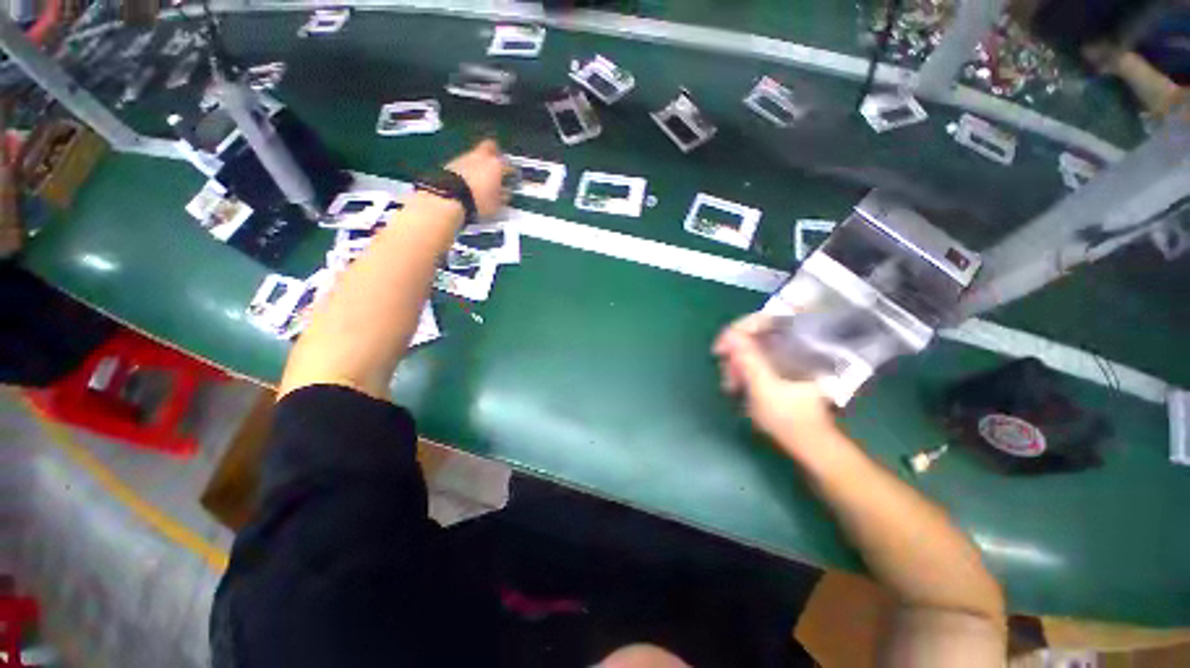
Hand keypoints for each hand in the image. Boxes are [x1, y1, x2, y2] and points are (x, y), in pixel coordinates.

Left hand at [444, 139, 512, 219]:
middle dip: (494, 153)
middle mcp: (481, 157)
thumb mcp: (497, 205)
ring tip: (480, 177)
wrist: (449, 197)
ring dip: (479, 162)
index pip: (508, 165)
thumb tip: (506, 192)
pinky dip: (468, 169)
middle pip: (490, 146)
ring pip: (475, 154)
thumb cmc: (479, 201)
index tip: (511, 178)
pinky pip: (464, 163)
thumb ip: (503, 196)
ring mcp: (465, 157)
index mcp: (496, 166)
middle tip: (496, 165)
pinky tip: (467, 180)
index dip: (511, 172)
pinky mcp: (451, 163)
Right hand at [712, 313, 836, 455]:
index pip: (763, 321)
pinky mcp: (779, 369)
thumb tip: (730, 334)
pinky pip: (753, 360)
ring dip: (735, 365)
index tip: (720, 349)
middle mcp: (791, 345)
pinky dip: (742, 370)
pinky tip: (736, 385)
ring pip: (751, 348)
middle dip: (734, 354)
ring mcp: (784, 358)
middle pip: (753, 335)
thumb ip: (748, 359)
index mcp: (796, 345)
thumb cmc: (790, 419)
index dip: (737, 330)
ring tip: (731, 385)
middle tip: (727, 375)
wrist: (810, 446)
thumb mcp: (764, 388)